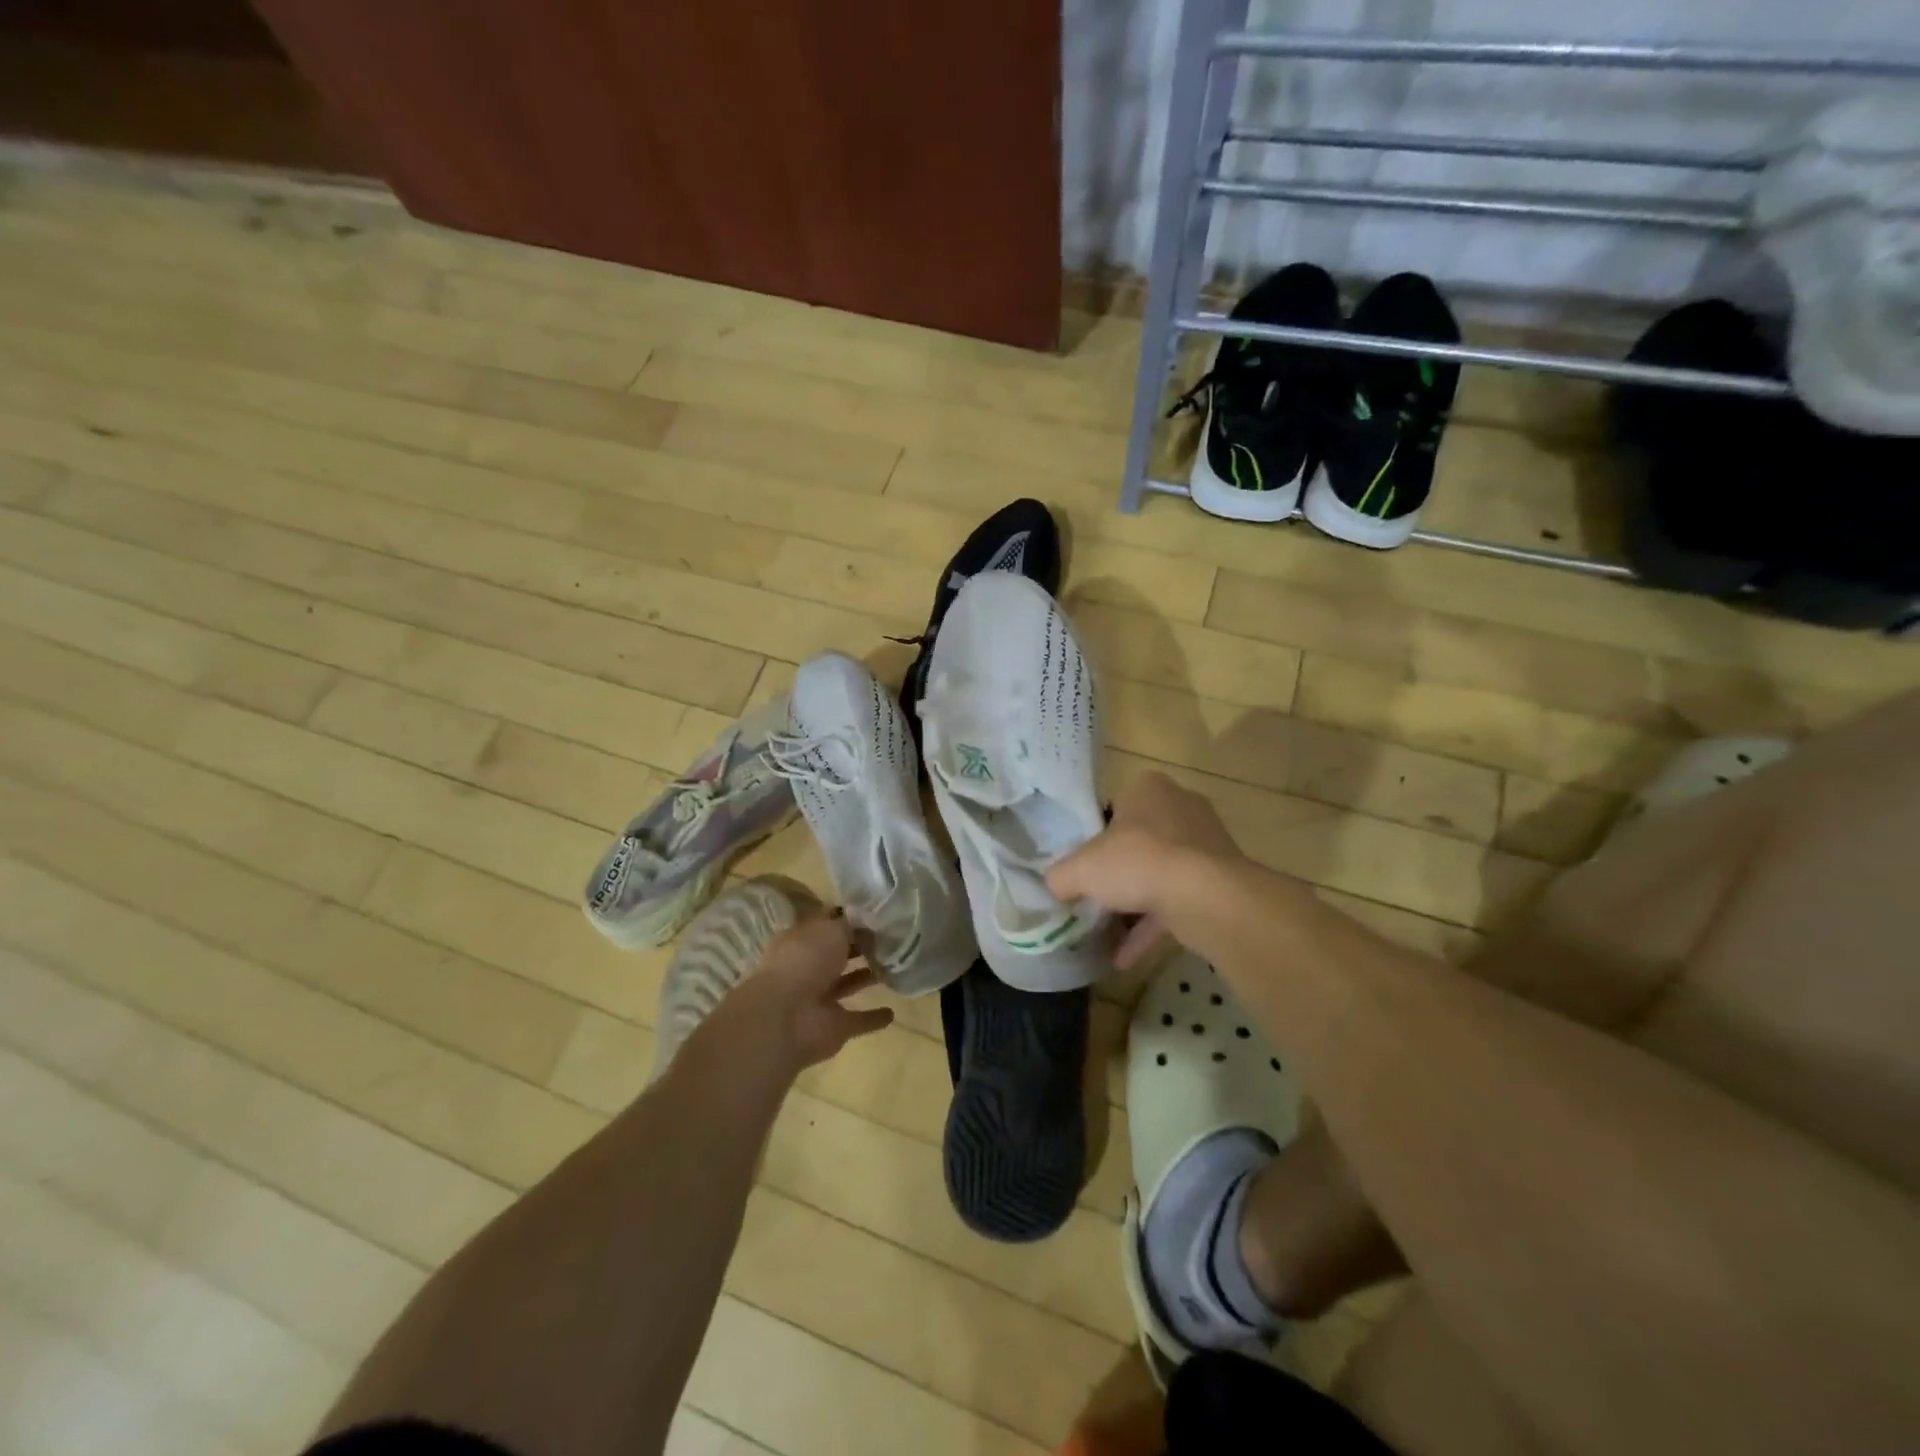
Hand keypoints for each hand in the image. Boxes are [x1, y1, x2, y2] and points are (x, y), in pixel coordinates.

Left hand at [700, 913, 894, 1077]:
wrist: (785, 1018)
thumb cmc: (805, 961)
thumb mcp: (831, 929)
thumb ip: (851, 925)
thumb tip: (869, 923)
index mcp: (800, 941)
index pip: (827, 926)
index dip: (849, 920)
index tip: (878, 915)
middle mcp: (807, 968)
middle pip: (837, 955)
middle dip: (860, 948)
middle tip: (892, 940)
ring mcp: (819, 999)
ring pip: (847, 984)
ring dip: (866, 977)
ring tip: (896, 967)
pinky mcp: (833, 1027)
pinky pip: (857, 1020)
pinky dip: (872, 1018)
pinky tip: (891, 1012)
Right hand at [1047, 771, 1243, 969]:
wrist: (1205, 897)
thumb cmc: (1138, 862)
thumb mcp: (1080, 869)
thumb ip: (1060, 876)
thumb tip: (1053, 887)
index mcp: (1148, 789)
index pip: (1115, 808)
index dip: (1095, 837)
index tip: (1083, 864)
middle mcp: (1181, 809)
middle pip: (1139, 843)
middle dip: (1118, 874)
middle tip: (1093, 898)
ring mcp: (1206, 847)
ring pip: (1161, 876)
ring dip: (1134, 907)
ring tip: (1105, 936)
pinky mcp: (1220, 882)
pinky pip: (1178, 903)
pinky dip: (1153, 928)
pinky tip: (1124, 958)